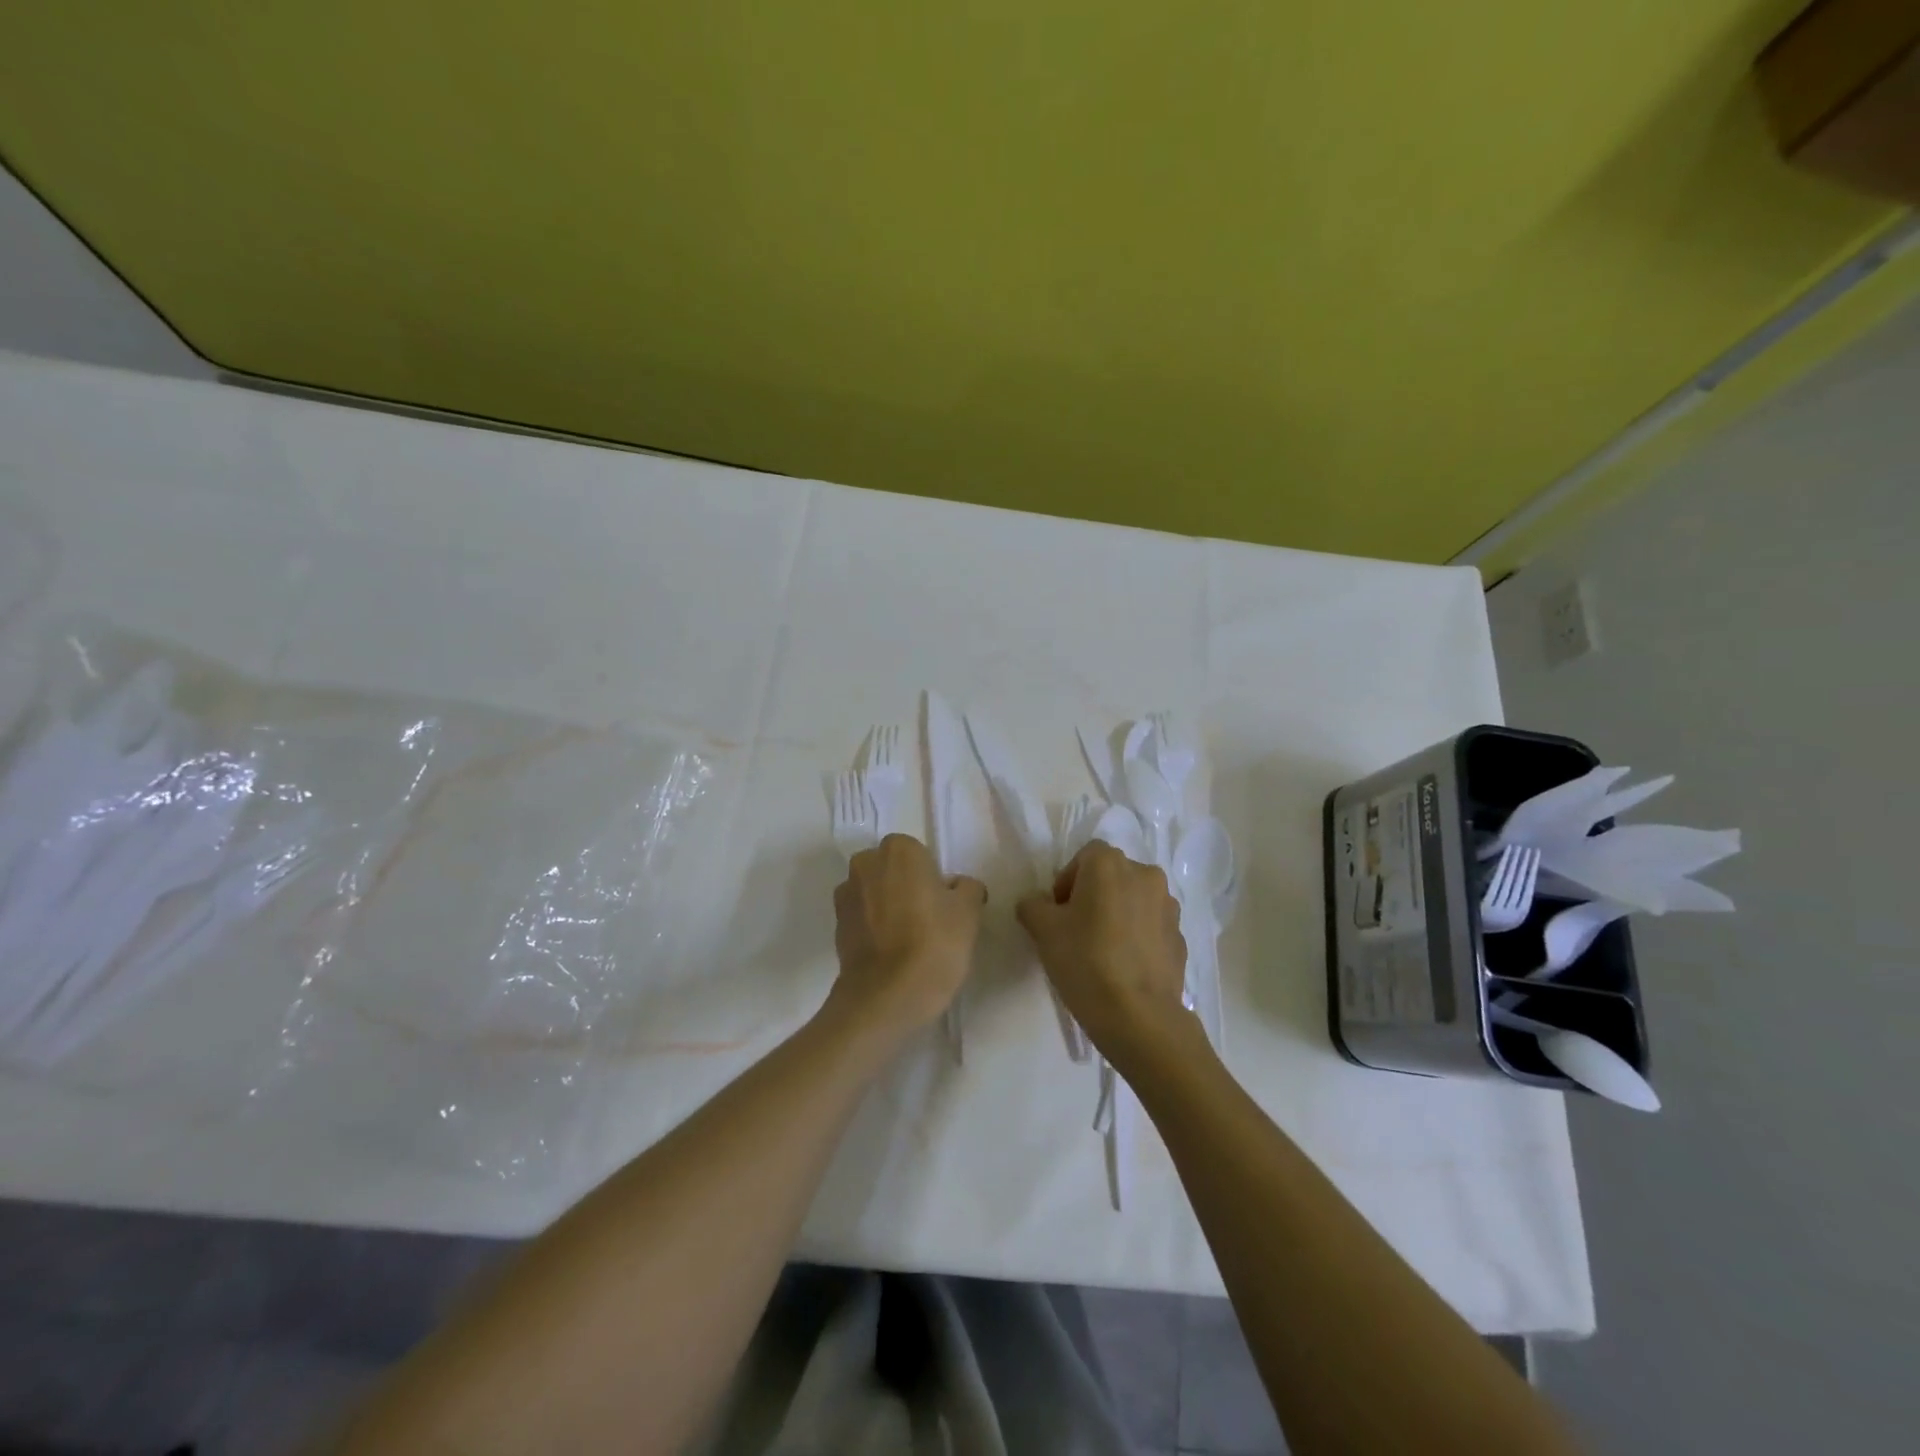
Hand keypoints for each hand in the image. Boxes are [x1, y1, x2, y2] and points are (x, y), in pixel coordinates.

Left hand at [831, 834, 986, 1037]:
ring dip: (888, 906)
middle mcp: (865, 863)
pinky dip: (874, 928)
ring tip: (909, 940)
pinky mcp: (836, 926)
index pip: (920, 854)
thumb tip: (958, 887)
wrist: (885, 998)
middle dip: (906, 887)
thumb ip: (967, 888)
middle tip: (929, 920)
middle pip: (893, 870)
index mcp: (899, 850)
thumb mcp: (968, 912)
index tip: (944, 906)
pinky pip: (863, 917)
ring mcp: (846, 895)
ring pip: (875, 892)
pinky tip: (891, 954)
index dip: (933, 878)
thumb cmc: (933, 944)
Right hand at [1016, 841, 1191, 1070]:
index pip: (1084, 857)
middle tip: (1076, 930)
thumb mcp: (1043, 930)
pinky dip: (1137, 937)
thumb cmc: (1085, 961)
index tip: (1058, 913)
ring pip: (1134, 900)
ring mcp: (1169, 907)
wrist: (1139, 1017)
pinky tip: (1124, 967)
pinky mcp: (1181, 937)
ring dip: (1118, 914)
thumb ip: (1032, 905)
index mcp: (1110, 864)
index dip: (1067, 881)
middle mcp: (1145, 874)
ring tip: (1102, 950)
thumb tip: (1037, 903)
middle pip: (1111, 876)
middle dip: (1093, 896)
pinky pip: (1151, 927)